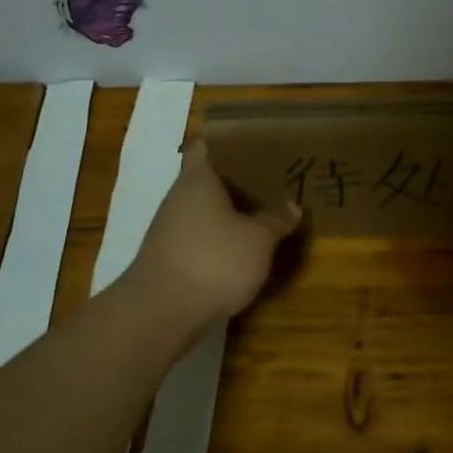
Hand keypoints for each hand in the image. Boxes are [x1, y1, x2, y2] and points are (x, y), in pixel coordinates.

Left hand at [133, 140, 301, 324]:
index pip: (210, 144)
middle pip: (211, 176)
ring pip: (208, 207)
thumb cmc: (213, 261)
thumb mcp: (258, 240)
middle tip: (276, 175)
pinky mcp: (172, 256)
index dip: (234, 140)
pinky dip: (224, 235)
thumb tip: (292, 206)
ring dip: (234, 209)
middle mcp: (181, 197)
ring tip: (269, 208)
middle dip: (242, 177)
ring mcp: (173, 228)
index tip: (261, 140)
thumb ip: (276, 219)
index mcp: (199, 179)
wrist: (161, 313)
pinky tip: (247, 244)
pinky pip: (203, 234)